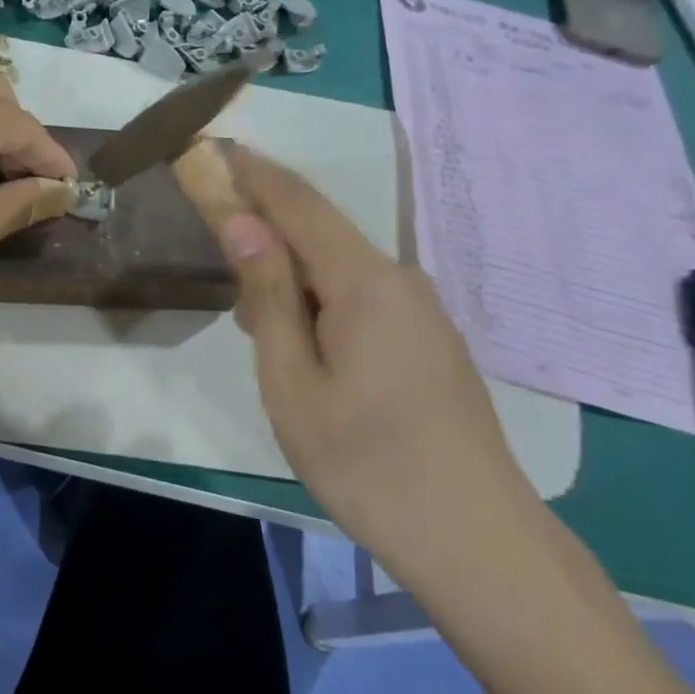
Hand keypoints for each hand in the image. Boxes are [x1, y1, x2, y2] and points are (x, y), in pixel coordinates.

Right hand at [215, 148, 541, 591]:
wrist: (478, 542)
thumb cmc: (367, 464)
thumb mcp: (293, 384)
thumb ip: (268, 296)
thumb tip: (244, 224)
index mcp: (365, 282)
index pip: (299, 203)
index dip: (254, 175)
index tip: (216, 151)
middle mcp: (401, 281)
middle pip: (320, 239)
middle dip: (268, 248)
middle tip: (234, 305)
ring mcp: (424, 313)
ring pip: (341, 276)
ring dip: (294, 289)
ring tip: (271, 350)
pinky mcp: (433, 342)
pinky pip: (365, 303)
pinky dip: (324, 312)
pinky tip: (315, 364)